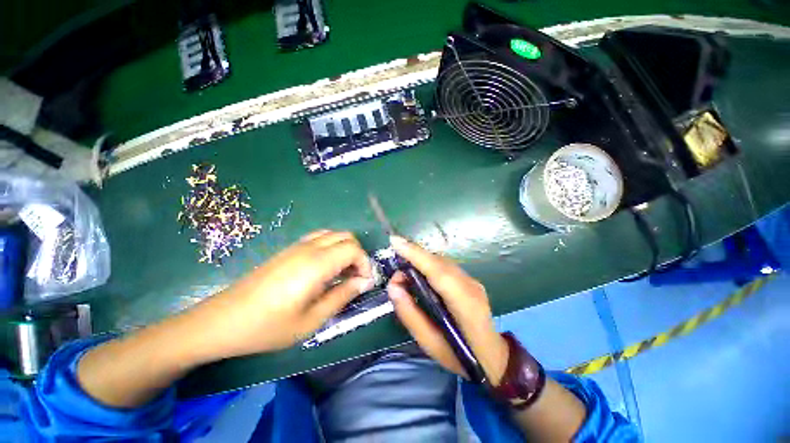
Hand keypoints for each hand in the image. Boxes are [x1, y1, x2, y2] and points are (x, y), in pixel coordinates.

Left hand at [190, 230, 374, 361]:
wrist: (223, 320)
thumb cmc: (268, 326)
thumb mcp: (312, 320)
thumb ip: (342, 296)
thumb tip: (364, 282)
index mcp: (316, 264)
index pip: (353, 249)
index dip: (365, 263)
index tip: (364, 282)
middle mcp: (309, 248)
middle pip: (346, 237)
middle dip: (357, 254)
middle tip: (354, 277)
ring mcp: (296, 247)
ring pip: (332, 235)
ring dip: (344, 249)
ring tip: (341, 272)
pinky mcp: (288, 250)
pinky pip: (318, 239)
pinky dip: (331, 247)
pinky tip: (324, 269)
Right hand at [387, 235, 508, 384]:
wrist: (493, 357)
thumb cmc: (460, 357)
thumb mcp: (429, 344)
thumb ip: (410, 314)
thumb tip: (393, 286)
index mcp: (464, 304)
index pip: (438, 271)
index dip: (416, 254)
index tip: (395, 242)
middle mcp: (470, 285)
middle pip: (438, 262)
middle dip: (414, 257)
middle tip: (396, 274)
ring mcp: (472, 280)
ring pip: (441, 261)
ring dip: (420, 261)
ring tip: (405, 277)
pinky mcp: (469, 279)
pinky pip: (445, 266)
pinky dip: (428, 265)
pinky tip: (420, 277)